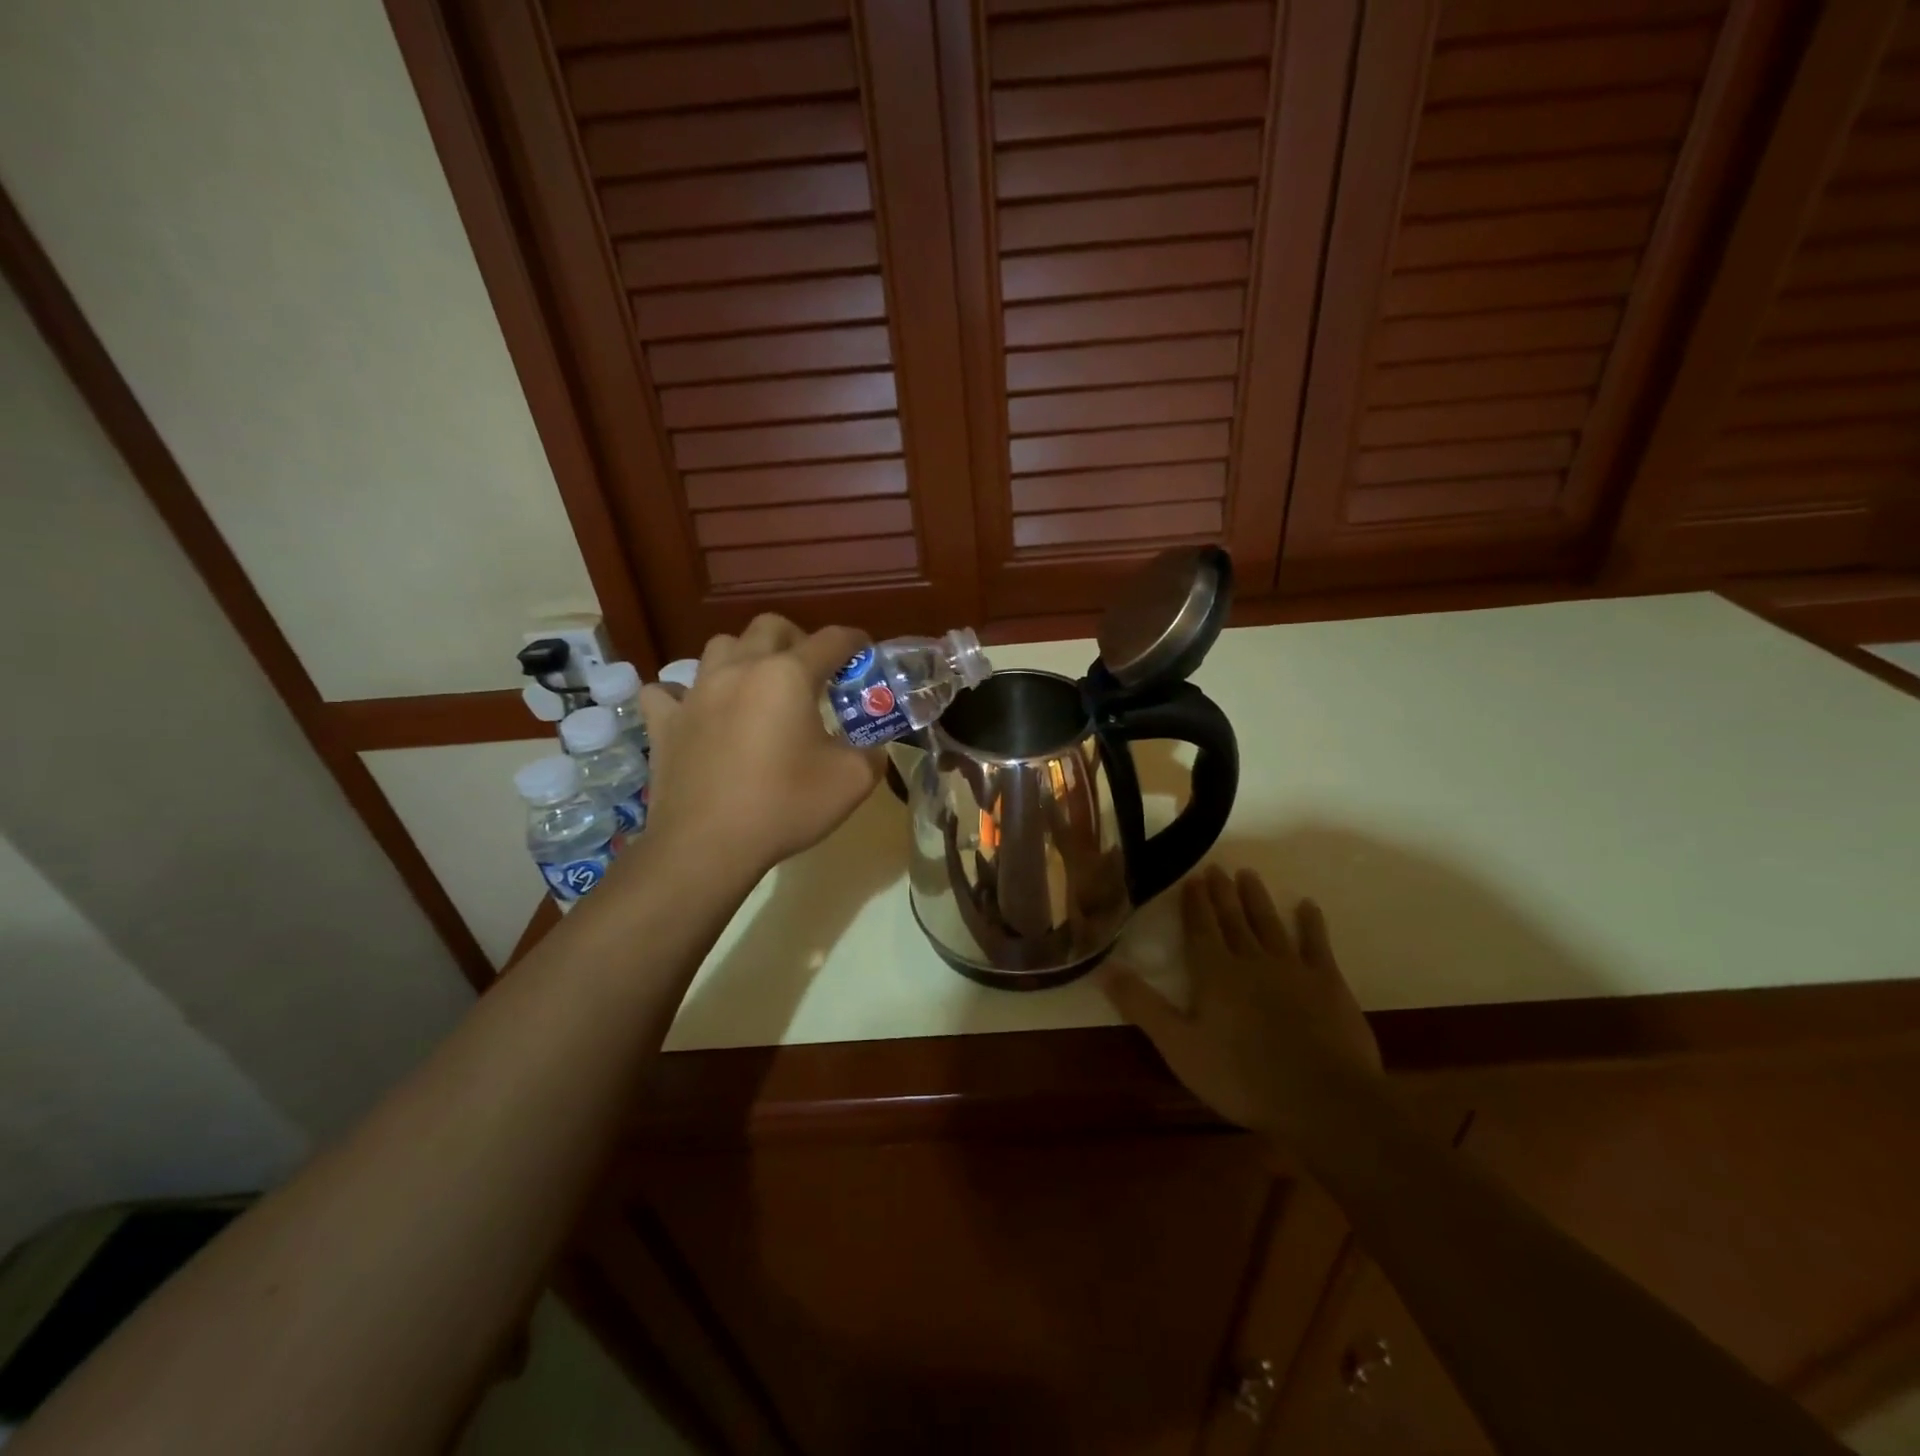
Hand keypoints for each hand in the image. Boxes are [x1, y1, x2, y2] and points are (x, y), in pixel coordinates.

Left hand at [637, 615, 882, 878]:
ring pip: (720, 647)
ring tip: (757, 687)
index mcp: (788, 676)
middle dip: (797, 639)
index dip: (855, 642)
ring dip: (744, 657)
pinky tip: (697, 712)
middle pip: (770, 627)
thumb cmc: (784, 807)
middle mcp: (740, 669)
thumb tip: (873, 748)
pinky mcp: (664, 722)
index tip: (865, 654)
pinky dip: (684, 695)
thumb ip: (873, 753)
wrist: (706, 847)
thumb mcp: (853, 782)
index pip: (832, 640)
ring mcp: (695, 693)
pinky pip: (668, 691)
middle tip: (812, 673)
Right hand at [1103, 866, 1381, 1136]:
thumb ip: (1142, 1006)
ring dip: (1257, 899)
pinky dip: (1311, 924)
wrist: (1322, 1099)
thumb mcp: (1179, 1046)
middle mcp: (1251, 960)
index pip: (1200, 929)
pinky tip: (1308, 906)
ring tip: (1248, 875)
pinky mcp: (1328, 984)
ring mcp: (1293, 969)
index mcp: (1214, 973)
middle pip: (1233, 919)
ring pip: (1269, 924)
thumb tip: (1103, 969)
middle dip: (1222, 893)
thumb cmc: (1242, 1076)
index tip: (1192, 879)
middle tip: (1217, 868)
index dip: (1195, 904)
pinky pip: (1317, 944)